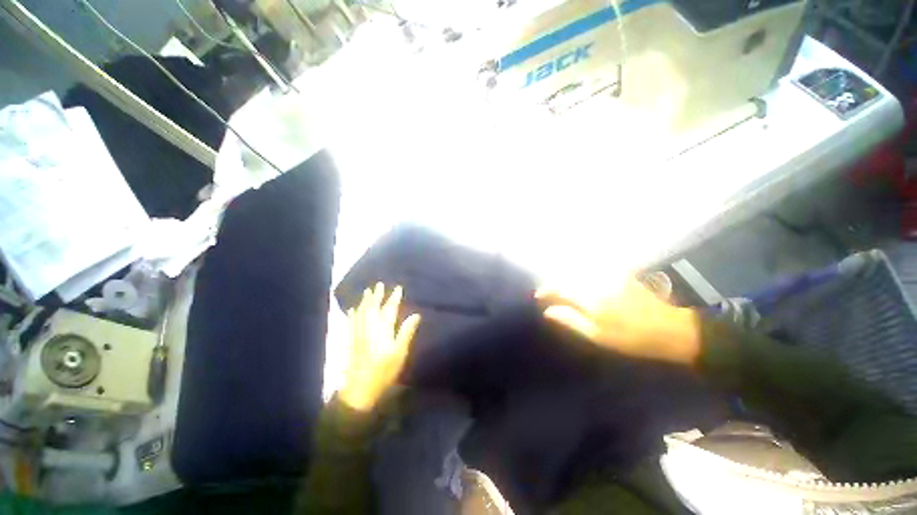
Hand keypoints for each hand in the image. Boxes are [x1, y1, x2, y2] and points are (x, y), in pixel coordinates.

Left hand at [339, 283, 420, 411]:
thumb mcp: (400, 353)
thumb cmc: (383, 372)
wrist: (359, 390)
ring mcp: (358, 333)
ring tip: (367, 291)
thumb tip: (415, 315)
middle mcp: (369, 328)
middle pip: (373, 307)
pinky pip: (352, 322)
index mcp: (383, 330)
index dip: (393, 298)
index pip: (389, 309)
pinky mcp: (351, 340)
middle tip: (379, 284)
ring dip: (365, 300)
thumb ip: (406, 332)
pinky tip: (352, 309)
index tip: (397, 288)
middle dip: (377, 295)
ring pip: (361, 312)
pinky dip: (353, 313)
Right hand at [535, 276, 700, 364]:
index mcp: (590, 298)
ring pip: (579, 271)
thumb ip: (570, 320)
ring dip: (566, 277)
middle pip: (567, 277)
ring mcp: (608, 276)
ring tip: (561, 289)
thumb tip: (548, 311)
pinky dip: (582, 273)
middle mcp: (596, 282)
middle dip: (554, 284)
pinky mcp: (618, 274)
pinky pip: (593, 269)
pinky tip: (580, 280)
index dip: (546, 291)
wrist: (669, 329)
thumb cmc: (630, 338)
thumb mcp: (597, 335)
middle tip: (548, 294)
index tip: (537, 296)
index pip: (560, 289)